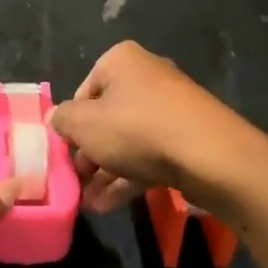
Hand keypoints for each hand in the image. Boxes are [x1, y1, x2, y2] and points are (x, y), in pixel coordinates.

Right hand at [48, 42, 267, 217]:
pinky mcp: (187, 137)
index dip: (71, 125)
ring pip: (127, 139)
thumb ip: (63, 120)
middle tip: (75, 181)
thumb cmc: (138, 129)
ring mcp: (171, 108)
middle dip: (88, 152)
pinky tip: (107, 206)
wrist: (211, 156)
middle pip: (106, 116)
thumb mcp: (85, 125)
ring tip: (86, 203)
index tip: (65, 153)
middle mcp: (147, 76)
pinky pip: (149, 154)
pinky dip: (128, 176)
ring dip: (105, 171)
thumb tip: (56, 119)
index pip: (82, 92)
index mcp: (121, 61)